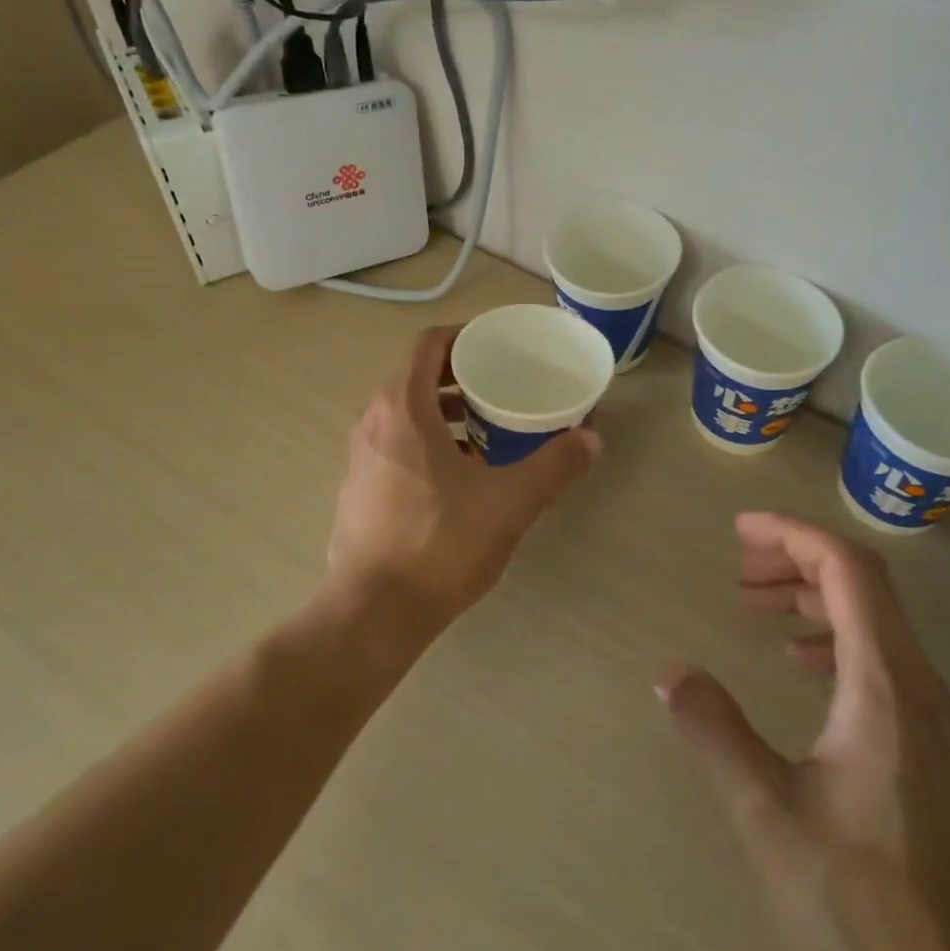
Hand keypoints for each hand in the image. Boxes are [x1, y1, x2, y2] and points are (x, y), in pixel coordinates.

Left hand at [326, 325, 600, 630]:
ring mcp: (360, 458)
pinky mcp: (358, 490)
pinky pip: (394, 445)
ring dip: (443, 412)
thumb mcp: (509, 502)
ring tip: (487, 431)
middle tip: (502, 387)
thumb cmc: (440, 544)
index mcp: (402, 408)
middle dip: (460, 376)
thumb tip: (591, 439)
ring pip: (404, 414)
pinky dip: (426, 442)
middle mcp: (372, 423)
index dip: (463, 335)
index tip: (497, 347)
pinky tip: (459, 477)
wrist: (373, 614)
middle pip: (415, 376)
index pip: (427, 344)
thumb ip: (554, 466)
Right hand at [658, 514, 949, 950]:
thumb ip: (716, 733)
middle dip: (798, 559)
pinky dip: (834, 639)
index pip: (847, 569)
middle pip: (865, 584)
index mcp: (884, 684)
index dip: (794, 534)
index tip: (740, 530)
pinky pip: (881, 661)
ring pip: (875, 622)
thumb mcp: (769, 816)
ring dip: (814, 598)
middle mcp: (917, 687)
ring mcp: (931, 721)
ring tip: (757, 607)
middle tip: (739, 568)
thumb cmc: (866, 909)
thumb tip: (670, 672)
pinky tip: (801, 667)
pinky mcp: (931, 753)